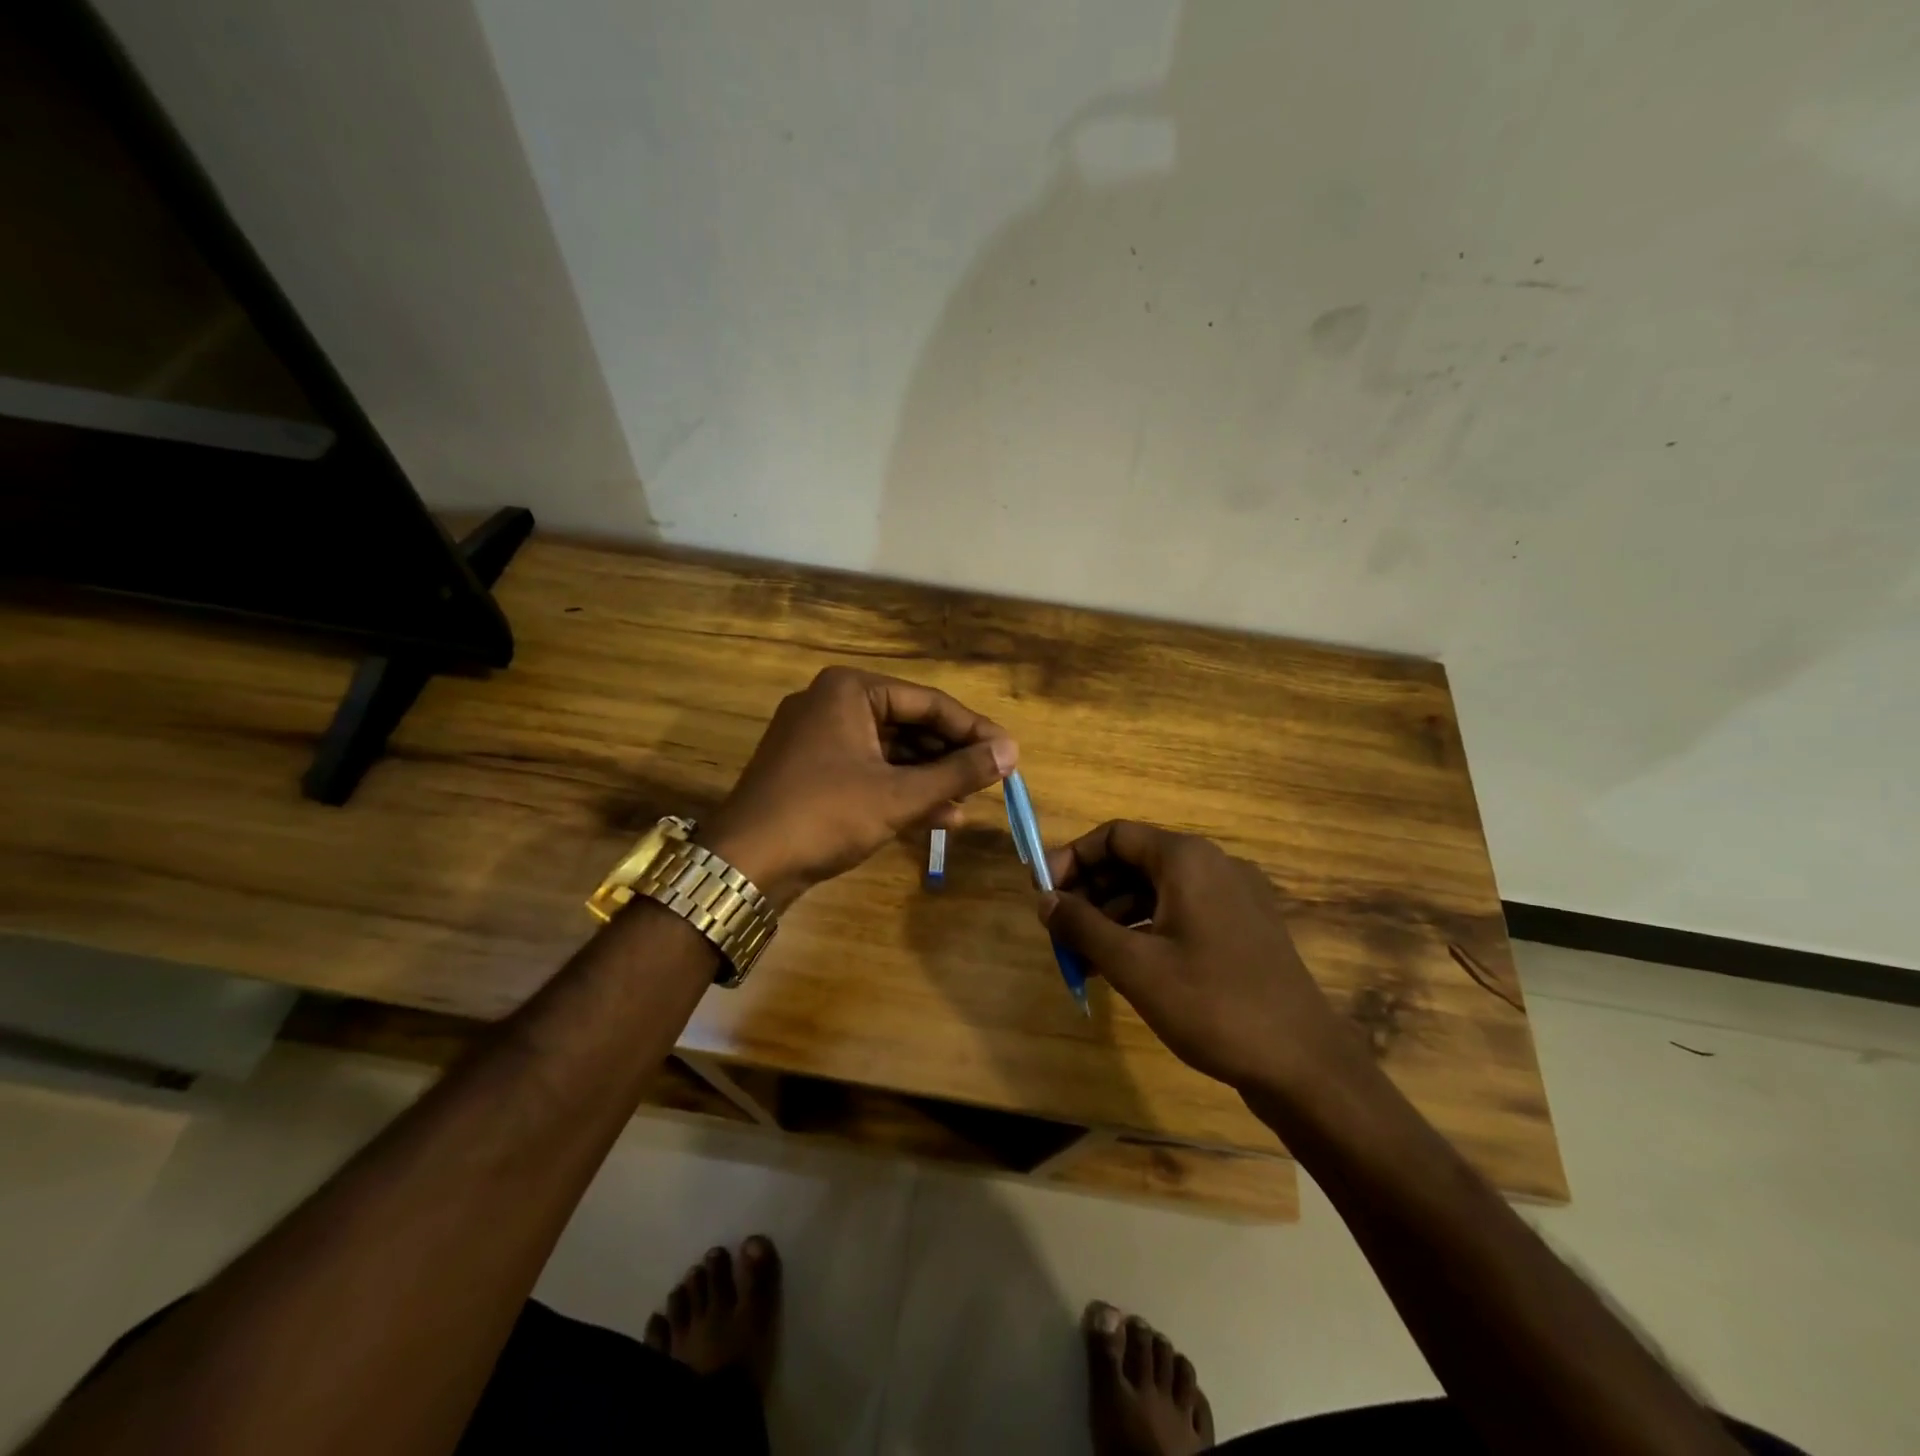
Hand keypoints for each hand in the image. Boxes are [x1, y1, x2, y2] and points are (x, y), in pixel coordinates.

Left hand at [703, 667, 1017, 909]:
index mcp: (849, 690)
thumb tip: (1011, 752)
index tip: (1009, 752)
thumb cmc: (825, 815)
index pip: (927, 702)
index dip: (973, 729)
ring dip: (930, 778)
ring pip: (890, 752)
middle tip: (992, 779)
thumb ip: (958, 772)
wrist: (744, 865)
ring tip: (970, 804)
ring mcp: (818, 739)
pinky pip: (869, 771)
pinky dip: (901, 791)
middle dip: (950, 757)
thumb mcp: (899, 795)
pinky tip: (939, 817)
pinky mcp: (812, 771)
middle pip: (909, 724)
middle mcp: (832, 703)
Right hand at [1039, 821, 1368, 1100]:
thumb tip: (1043, 900)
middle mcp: (1212, 865)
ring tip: (1082, 955)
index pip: (1115, 836)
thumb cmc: (1212, 1004)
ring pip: (1156, 890)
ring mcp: (1233, 897)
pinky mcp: (1242, 928)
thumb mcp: (1135, 966)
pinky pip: (1180, 913)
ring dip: (1114, 915)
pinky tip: (1122, 966)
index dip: (1072, 858)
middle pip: (1135, 860)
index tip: (1043, 892)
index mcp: (1187, 859)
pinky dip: (1145, 930)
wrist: (1304, 1064)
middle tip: (1058, 928)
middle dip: (1090, 891)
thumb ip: (1082, 926)